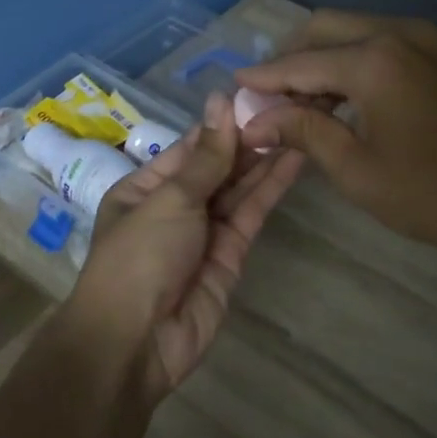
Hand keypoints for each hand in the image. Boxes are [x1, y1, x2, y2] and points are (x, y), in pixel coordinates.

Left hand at [64, 92, 303, 399]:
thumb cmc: (139, 256)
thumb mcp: (169, 198)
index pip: (190, 148)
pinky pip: (250, 215)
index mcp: (145, 187)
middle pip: (217, 167)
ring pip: (238, 189)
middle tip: (290, 106)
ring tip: (300, 124)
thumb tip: (220, 100)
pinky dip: (270, 189)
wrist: (136, 341)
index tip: (257, 96)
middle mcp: (175, 206)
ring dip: (265, 159)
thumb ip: (206, 156)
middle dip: (248, 140)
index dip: (222, 124)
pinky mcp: (230, 256)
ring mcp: (204, 232)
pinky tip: (293, 160)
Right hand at [235, 10, 436, 264]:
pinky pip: (380, 43)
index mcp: (372, 60)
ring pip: (352, 31)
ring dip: (321, 60)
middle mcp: (395, 33)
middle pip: (323, 29)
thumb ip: (303, 132)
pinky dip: (352, 62)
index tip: (231, 90)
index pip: (297, 63)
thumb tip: (255, 119)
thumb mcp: (357, 170)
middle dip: (289, 59)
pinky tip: (341, 99)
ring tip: (299, 105)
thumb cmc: (435, 194)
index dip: (261, 79)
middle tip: (266, 98)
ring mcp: (424, 39)